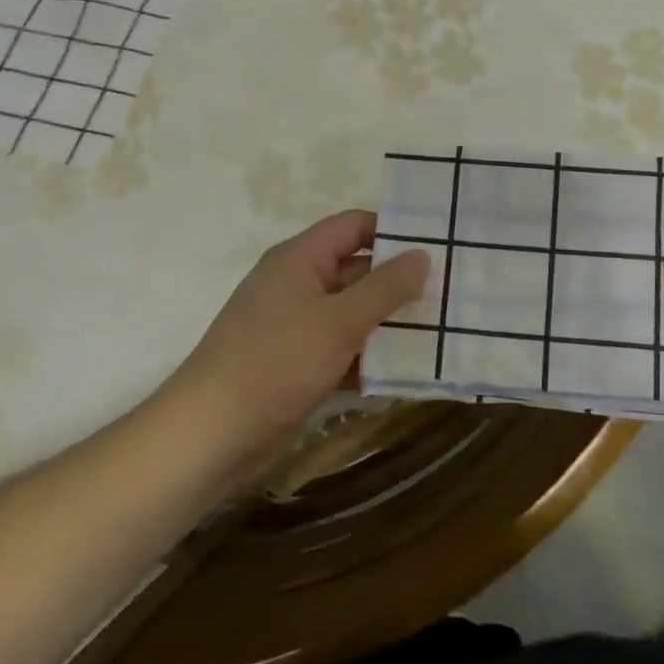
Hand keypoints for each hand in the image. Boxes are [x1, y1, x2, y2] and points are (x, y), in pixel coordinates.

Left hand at [164, 211, 429, 469]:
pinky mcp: (300, 364)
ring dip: (390, 322)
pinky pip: (345, 349)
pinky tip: (410, 369)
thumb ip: (385, 288)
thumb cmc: (274, 363)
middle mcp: (299, 285)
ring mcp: (299, 327)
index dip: (392, 230)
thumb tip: (422, 255)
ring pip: (355, 313)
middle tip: (452, 290)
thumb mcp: (338, 321)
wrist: (210, 437)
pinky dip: (371, 357)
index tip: (438, 244)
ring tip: (444, 328)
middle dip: (400, 281)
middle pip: (358, 270)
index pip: (354, 226)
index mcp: (301, 259)